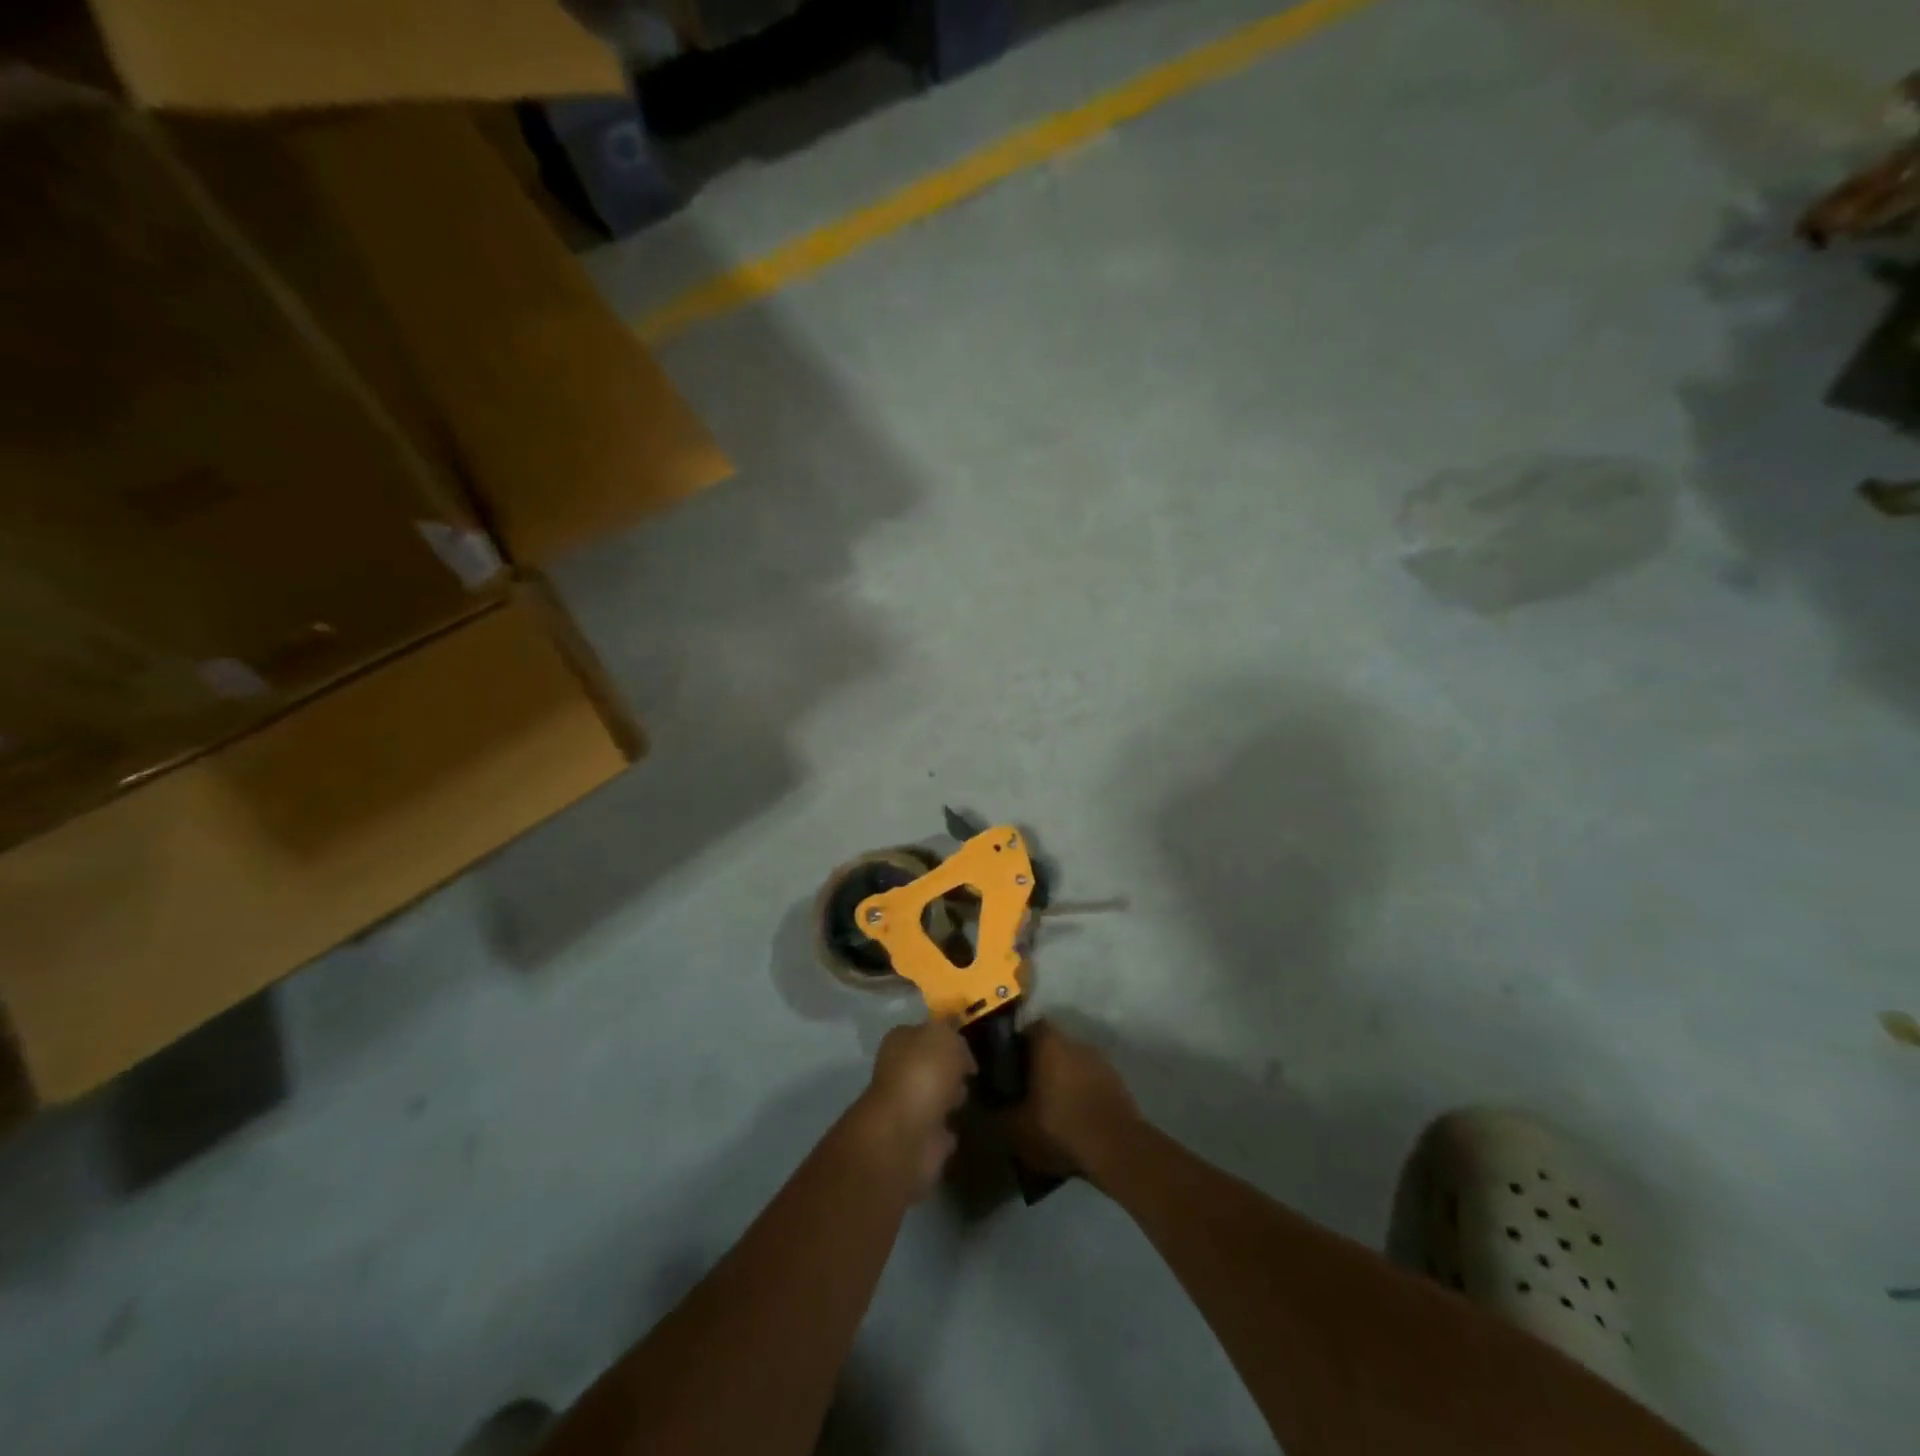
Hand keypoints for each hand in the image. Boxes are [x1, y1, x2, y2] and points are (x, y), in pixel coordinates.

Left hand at [847, 1020, 975, 1199]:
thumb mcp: (945, 1036)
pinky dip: (948, 1129)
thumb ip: (952, 1033)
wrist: (908, 1132)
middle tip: (971, 1072)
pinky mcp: (918, 1139)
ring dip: (949, 1097)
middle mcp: (899, 1071)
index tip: (969, 1045)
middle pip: (928, 1065)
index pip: (923, 1032)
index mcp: (900, 1041)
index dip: (946, 1036)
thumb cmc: (924, 1073)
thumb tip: (958, 1049)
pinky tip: (962, 1125)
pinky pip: (939, 1129)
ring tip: (971, 1097)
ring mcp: (907, 1107)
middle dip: (948, 1068)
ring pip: (934, 1096)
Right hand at [1005, 1022, 1141, 1180]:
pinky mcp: (1117, 1082)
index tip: (1007, 1065)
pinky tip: (1073, 1119)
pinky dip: (1080, 1093)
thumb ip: (996, 1113)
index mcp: (1049, 1043)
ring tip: (1049, 1108)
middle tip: (1025, 1090)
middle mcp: (1075, 1042)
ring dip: (1062, 1079)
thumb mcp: (1016, 1128)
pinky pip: (1090, 1081)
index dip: (1016, 1044)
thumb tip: (982, 1106)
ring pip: (1072, 1063)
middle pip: (1051, 1045)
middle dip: (1039, 1064)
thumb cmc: (1060, 1127)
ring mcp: (1100, 1061)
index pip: (1029, 1028)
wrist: (1117, 1149)